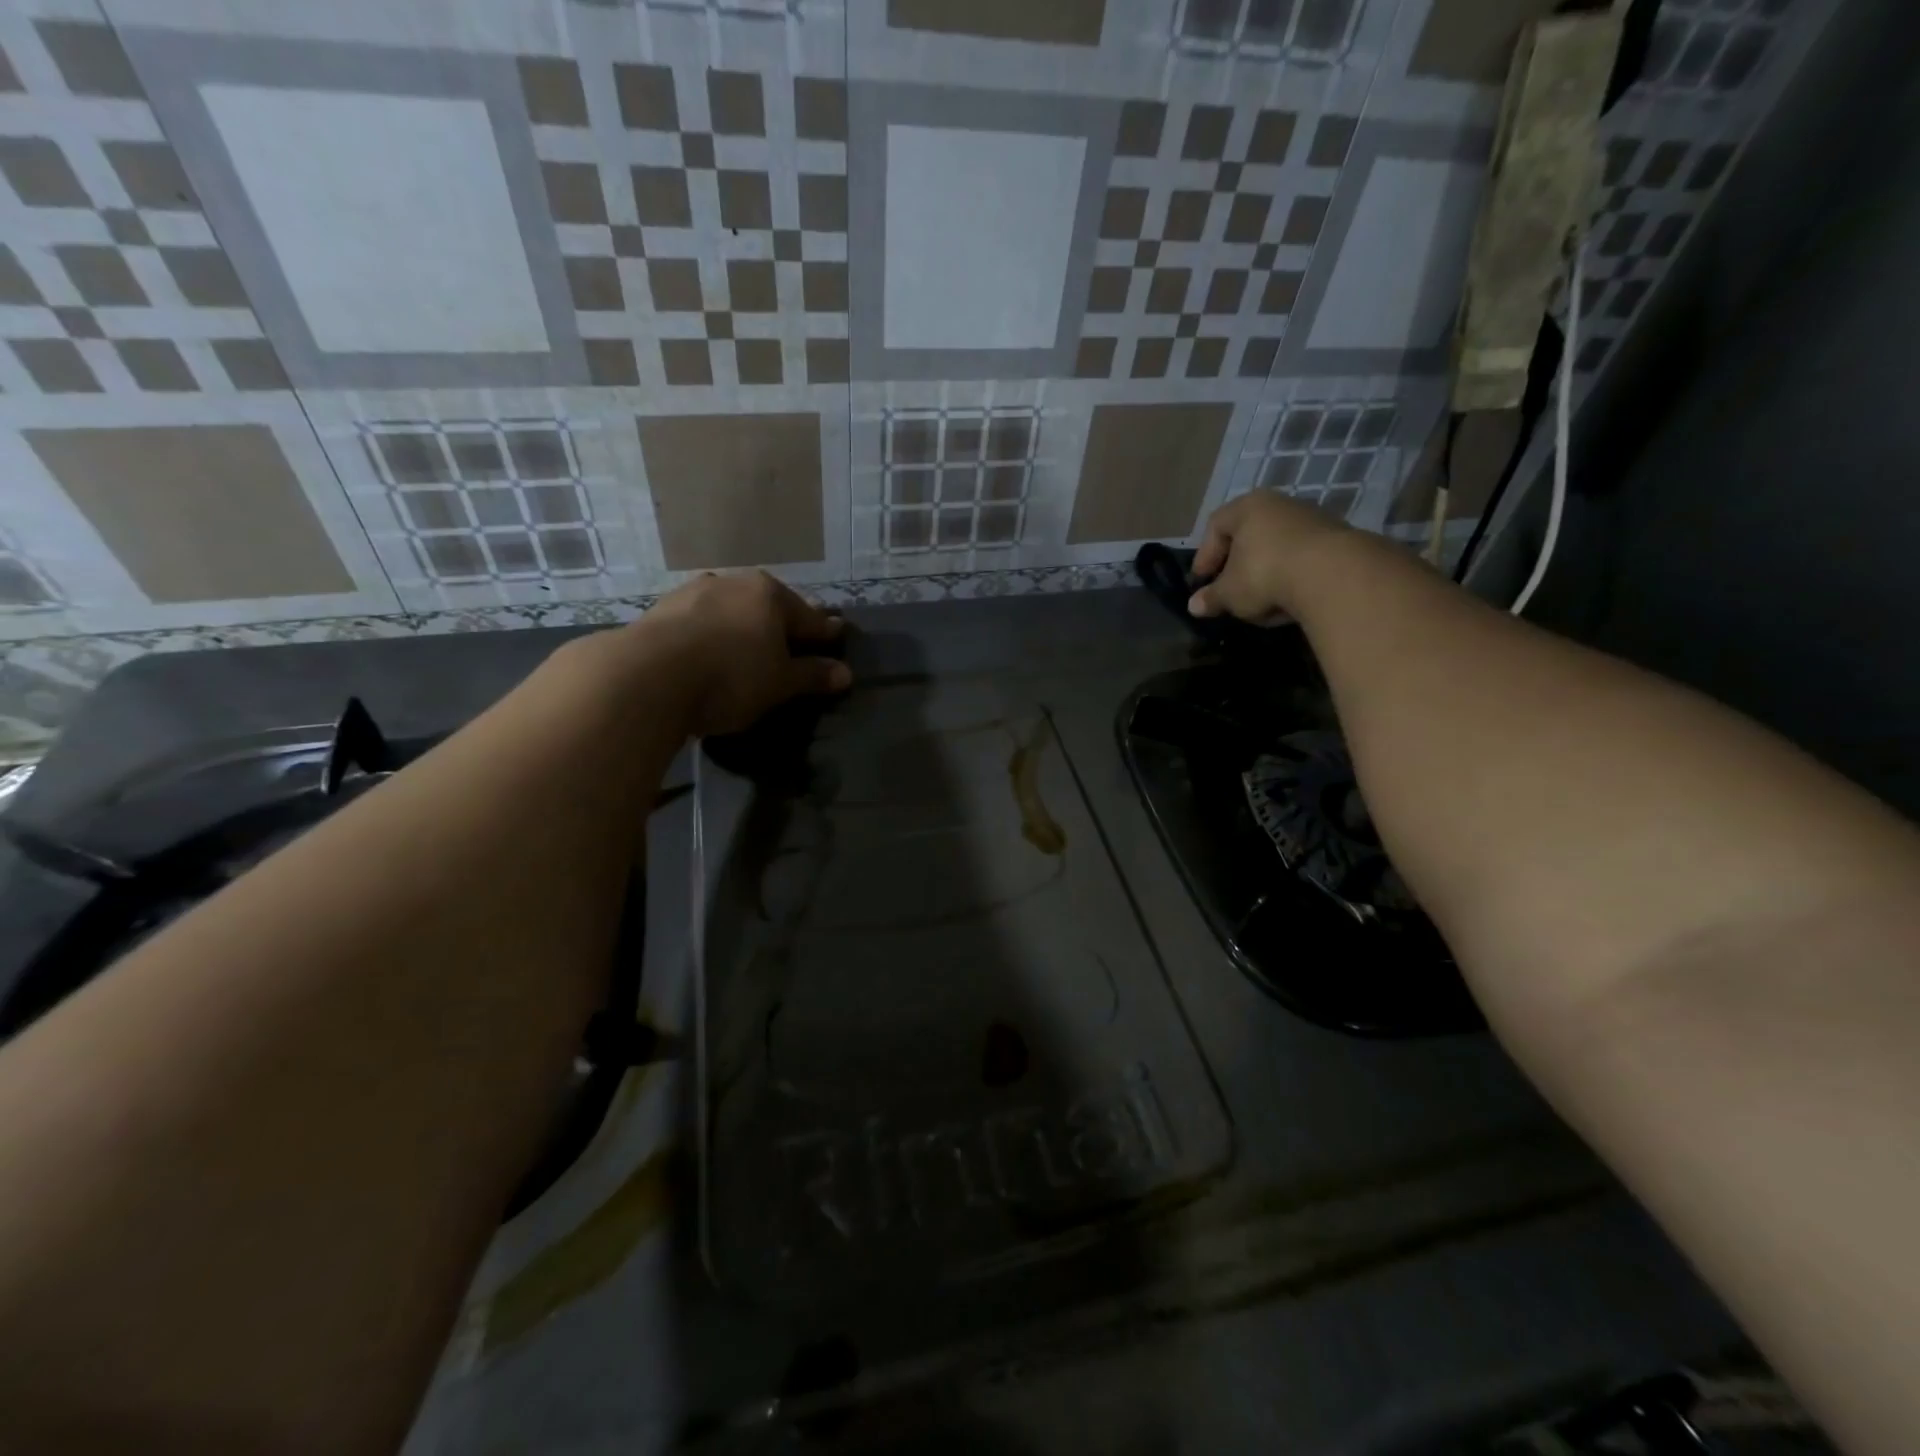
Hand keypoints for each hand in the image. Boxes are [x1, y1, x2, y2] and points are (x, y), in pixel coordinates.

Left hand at [631, 571, 850, 737]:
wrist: (647, 677)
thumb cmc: (731, 677)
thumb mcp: (780, 683)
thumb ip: (812, 676)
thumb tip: (845, 673)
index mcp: (770, 594)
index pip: (808, 616)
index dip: (825, 631)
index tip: (836, 634)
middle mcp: (733, 583)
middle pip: (768, 606)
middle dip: (781, 624)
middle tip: (792, 642)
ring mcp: (692, 592)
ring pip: (731, 610)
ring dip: (742, 626)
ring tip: (747, 647)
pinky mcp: (660, 610)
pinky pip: (700, 621)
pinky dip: (712, 633)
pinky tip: (709, 650)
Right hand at [1187, 492, 1346, 623]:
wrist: (1334, 574)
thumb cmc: (1265, 574)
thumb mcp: (1230, 593)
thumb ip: (1211, 598)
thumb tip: (1194, 606)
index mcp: (1247, 507)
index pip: (1215, 526)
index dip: (1204, 556)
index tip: (1201, 582)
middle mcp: (1280, 504)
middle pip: (1249, 534)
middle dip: (1236, 565)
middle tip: (1229, 590)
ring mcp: (1312, 518)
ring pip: (1277, 546)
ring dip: (1266, 572)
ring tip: (1261, 600)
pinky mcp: (1337, 538)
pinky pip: (1303, 558)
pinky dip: (1292, 577)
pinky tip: (1289, 600)